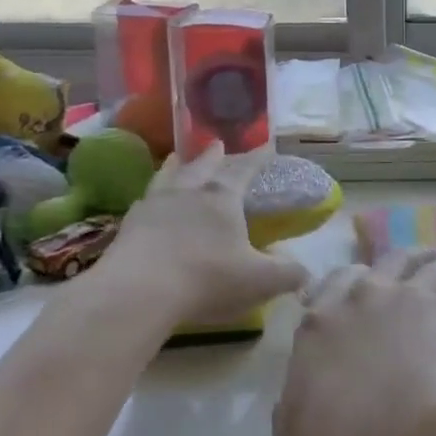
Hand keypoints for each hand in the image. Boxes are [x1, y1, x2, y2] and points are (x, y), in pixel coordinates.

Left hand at [99, 143, 306, 323]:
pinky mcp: (129, 225)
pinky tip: (148, 201)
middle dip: (213, 156)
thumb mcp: (259, 281)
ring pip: (168, 177)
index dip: (257, 158)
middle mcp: (188, 192)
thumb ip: (286, 274)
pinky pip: (144, 201)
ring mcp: (154, 206)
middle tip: (217, 144)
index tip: (266, 145)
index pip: (244, 170)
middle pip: (203, 166)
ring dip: (176, 167)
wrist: (138, 291)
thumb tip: (306, 272)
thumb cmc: (206, 278)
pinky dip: (151, 196)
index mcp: (222, 198)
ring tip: (176, 159)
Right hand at [273, 250, 435, 435]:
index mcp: (321, 324)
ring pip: (433, 266)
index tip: (355, 285)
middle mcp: (365, 297)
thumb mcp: (293, 435)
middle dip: (403, 260)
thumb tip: (299, 401)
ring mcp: (412, 299)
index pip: (331, 286)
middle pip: (387, 262)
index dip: (344, 284)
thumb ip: (296, 407)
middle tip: (418, 261)